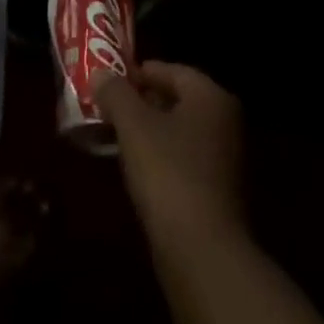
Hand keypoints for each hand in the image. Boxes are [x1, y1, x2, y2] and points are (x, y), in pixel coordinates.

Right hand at [94, 62, 244, 240]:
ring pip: (178, 131)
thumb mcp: (133, 125)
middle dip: (141, 101)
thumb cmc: (169, 173)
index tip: (107, 81)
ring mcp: (225, 159)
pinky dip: (160, 157)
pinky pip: (183, 160)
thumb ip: (115, 93)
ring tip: (114, 135)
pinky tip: (135, 169)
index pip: (170, 70)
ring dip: (148, 131)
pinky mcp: (218, 192)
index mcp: (211, 97)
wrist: (203, 253)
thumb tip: (99, 73)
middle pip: (176, 99)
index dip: (137, 72)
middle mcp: (224, 122)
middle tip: (106, 106)